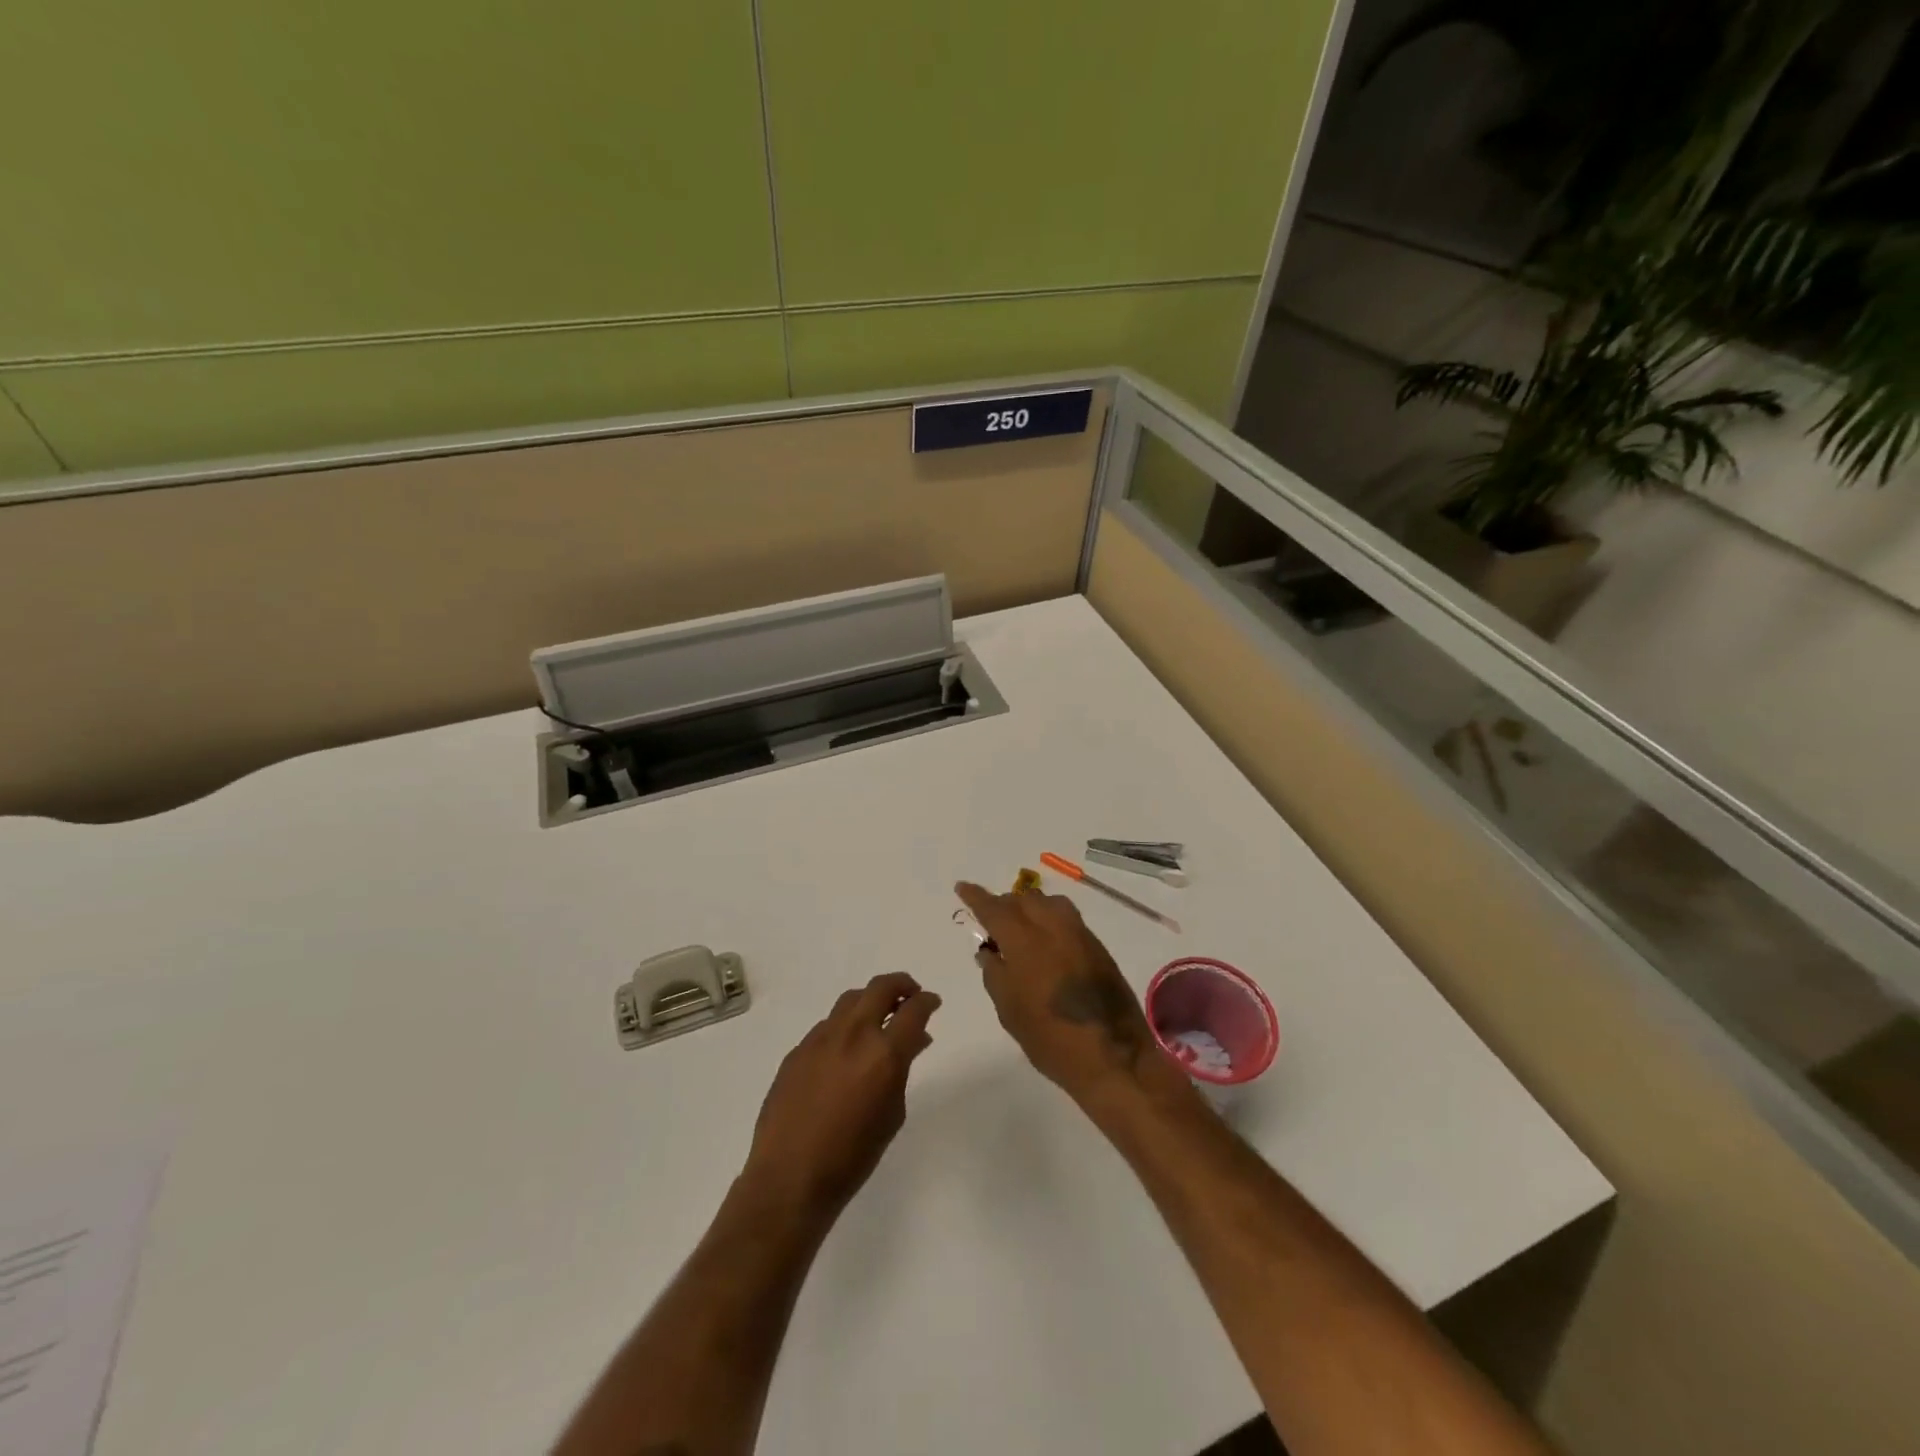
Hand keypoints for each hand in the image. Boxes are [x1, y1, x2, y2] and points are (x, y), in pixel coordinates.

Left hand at [741, 972, 941, 1223]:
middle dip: (902, 985)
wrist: (790, 1178)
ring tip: (879, 1017)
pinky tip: (846, 1049)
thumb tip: (913, 1041)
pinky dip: (845, 1026)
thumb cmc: (852, 1156)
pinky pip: (828, 1025)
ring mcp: (821, 1038)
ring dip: (871, 1000)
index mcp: (883, 1054)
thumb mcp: (892, 1114)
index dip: (927, 1001)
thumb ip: (902, 1069)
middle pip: (881, 988)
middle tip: (910, 996)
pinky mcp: (798, 1050)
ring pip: (851, 999)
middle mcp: (853, 1035)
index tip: (932, 1002)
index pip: (913, 1010)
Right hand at [955, 882, 1184, 1109]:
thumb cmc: (1050, 1039)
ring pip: (1049, 903)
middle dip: (1005, 904)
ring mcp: (1080, 934)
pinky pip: (1068, 918)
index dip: (977, 897)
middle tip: (992, 920)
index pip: (995, 909)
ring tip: (1021, 927)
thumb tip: (989, 952)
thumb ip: (995, 974)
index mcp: (1025, 941)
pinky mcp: (1098, 947)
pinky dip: (1051, 919)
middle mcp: (1053, 928)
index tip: (963, 888)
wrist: (1113, 1056)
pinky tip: (1046, 941)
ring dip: (1031, 907)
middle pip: (1024, 900)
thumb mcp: (1009, 1010)